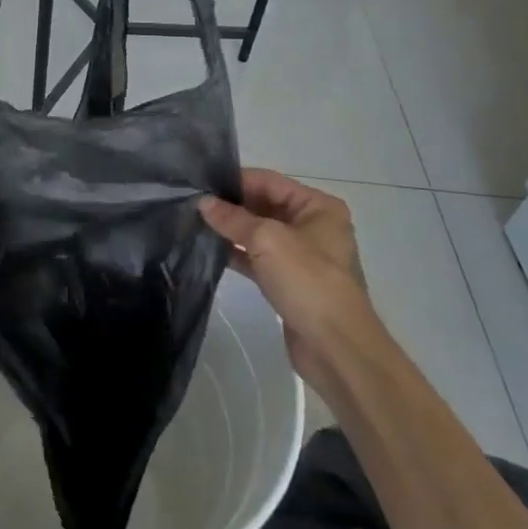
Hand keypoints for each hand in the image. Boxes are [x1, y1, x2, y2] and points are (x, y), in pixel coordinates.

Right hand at [200, 170, 378, 388]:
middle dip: (231, 205)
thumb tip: (203, 202)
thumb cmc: (308, 281)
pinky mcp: (290, 282)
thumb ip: (233, 219)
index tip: (200, 183)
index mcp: (318, 207)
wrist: (336, 347)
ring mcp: (302, 256)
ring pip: (260, 234)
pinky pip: (258, 259)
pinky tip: (210, 251)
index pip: (270, 181)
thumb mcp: (267, 240)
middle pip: (264, 205)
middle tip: (192, 203)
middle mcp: (313, 226)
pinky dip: (237, 254)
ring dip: (231, 230)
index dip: (235, 181)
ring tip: (194, 224)